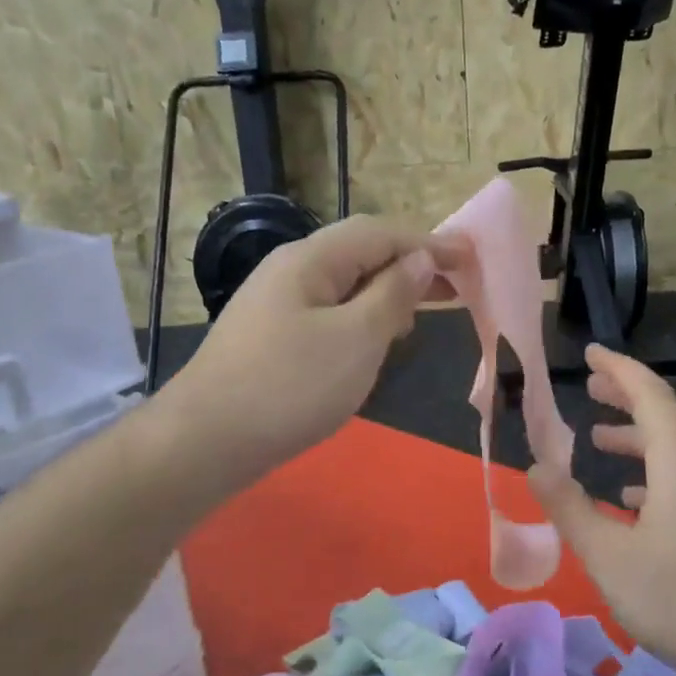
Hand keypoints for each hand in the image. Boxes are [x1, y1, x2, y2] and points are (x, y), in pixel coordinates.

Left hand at [162, 216, 457, 490]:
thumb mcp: (356, 339)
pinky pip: (328, 314)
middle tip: (455, 288)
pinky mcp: (271, 339)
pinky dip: (361, 319)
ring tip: (422, 313)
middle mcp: (290, 271)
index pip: (380, 233)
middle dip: (410, 267)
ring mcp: (276, 306)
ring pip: (344, 286)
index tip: (471, 260)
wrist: (204, 441)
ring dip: (387, 293)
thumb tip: (418, 259)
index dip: (429, 242)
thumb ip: (391, 295)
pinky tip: (375, 343)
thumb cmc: (289, 386)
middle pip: (360, 254)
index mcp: (311, 259)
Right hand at [528, 345, 675, 675]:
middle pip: (668, 417)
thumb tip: (535, 467)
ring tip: (599, 440)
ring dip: (638, 436)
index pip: (652, 397)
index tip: (591, 352)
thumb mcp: (608, 556)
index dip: (620, 370)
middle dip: (628, 396)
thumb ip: (570, 508)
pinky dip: (653, 473)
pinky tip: (630, 500)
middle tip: (590, 387)